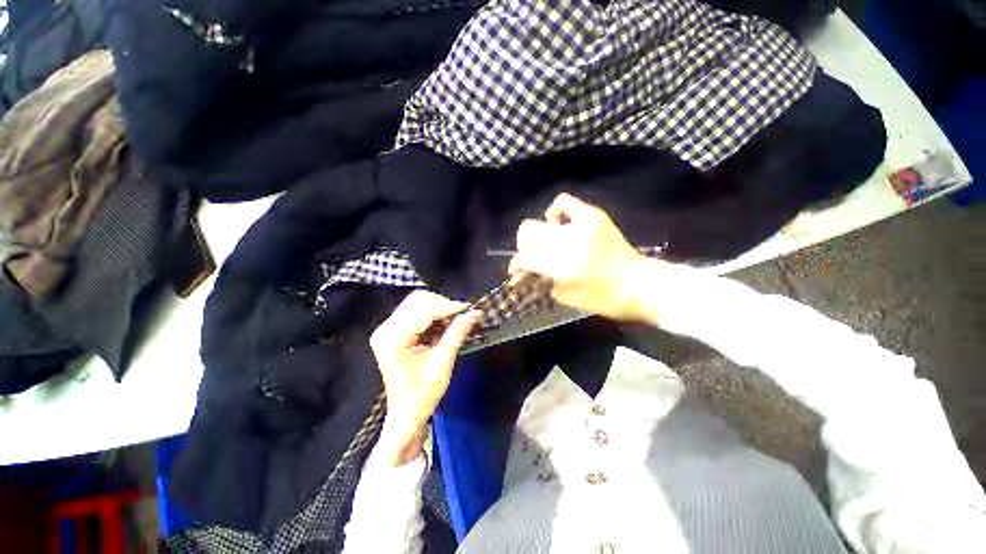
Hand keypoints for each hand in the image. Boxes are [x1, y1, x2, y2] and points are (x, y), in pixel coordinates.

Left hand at [370, 291, 479, 464]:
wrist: (406, 415)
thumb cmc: (423, 395)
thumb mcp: (443, 362)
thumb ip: (457, 333)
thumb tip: (475, 313)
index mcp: (393, 339)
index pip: (424, 311)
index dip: (448, 306)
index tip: (470, 307)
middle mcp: (385, 329)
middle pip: (417, 301)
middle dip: (442, 304)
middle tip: (462, 314)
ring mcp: (387, 329)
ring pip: (416, 303)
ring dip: (438, 307)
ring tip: (455, 318)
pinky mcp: (392, 331)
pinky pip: (414, 312)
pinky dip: (432, 314)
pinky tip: (444, 323)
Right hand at [509, 193, 653, 320]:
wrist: (642, 284)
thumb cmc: (606, 299)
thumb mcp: (569, 298)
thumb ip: (544, 283)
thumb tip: (529, 274)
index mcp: (562, 266)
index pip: (525, 258)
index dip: (517, 265)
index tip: (516, 272)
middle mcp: (567, 242)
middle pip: (527, 235)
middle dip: (523, 248)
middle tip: (530, 257)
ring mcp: (580, 226)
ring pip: (539, 221)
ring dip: (536, 234)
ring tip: (545, 243)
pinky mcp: (593, 216)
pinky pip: (564, 202)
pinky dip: (555, 212)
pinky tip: (557, 223)